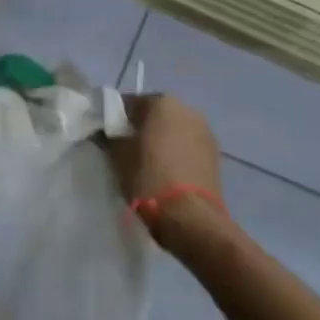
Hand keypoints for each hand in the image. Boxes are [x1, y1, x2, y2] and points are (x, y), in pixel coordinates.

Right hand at [108, 94, 223, 236]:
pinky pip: (188, 146)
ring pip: (174, 130)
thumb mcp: (118, 156)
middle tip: (126, 149)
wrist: (190, 216)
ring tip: (148, 163)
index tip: (106, 135)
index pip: (130, 103)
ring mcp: (205, 130)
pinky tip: (167, 171)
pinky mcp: (215, 153)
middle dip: (141, 127)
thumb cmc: (148, 178)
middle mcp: (187, 109)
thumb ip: (109, 137)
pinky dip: (177, 153)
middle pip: (156, 114)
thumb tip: (104, 131)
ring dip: (162, 140)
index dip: (115, 118)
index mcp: (162, 102)